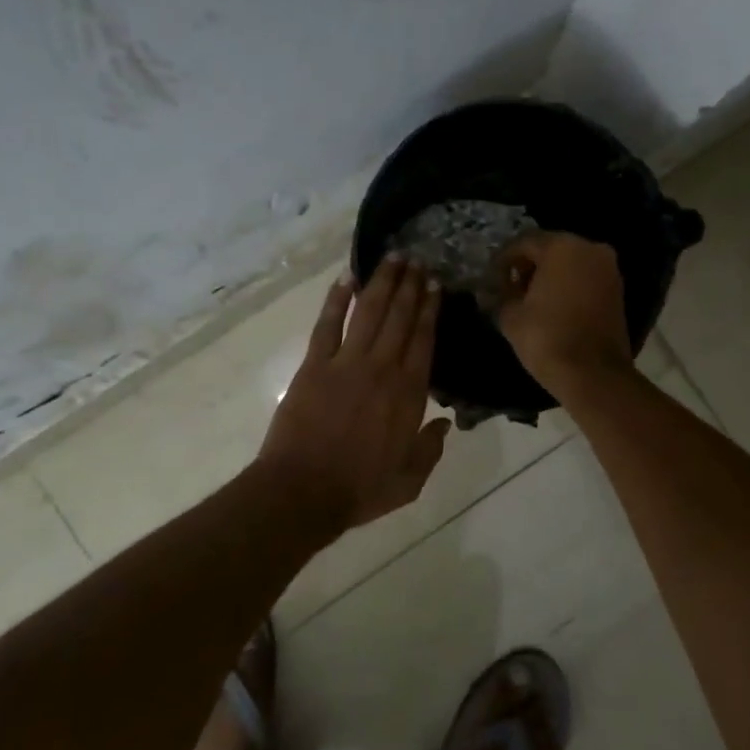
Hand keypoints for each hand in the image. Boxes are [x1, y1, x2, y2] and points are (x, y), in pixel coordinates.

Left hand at [258, 256, 451, 531]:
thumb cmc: (359, 489)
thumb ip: (431, 449)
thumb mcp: (410, 480)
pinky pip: (326, 325)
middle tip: (417, 260)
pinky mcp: (314, 365)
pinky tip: (346, 279)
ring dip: (381, 283)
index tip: (435, 285)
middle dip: (410, 287)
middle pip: (399, 318)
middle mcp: (381, 369)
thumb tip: (445, 422)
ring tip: (392, 258)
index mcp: (408, 395)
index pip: (423, 341)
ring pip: (368, 313)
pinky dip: (336, 300)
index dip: (430, 310)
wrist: (303, 491)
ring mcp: (345, 363)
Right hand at [495, 232, 633, 394]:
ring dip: (550, 276)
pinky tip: (553, 306)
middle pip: (551, 248)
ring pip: (571, 263)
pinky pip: (585, 278)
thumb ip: (503, 294)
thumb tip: (502, 289)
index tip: (492, 278)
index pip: (524, 242)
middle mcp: (590, 248)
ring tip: (531, 299)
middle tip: (511, 287)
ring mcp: (609, 269)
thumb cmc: (546, 337)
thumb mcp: (510, 315)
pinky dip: (569, 286)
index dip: (504, 259)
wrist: (593, 373)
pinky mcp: (618, 290)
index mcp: (562, 247)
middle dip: (529, 265)